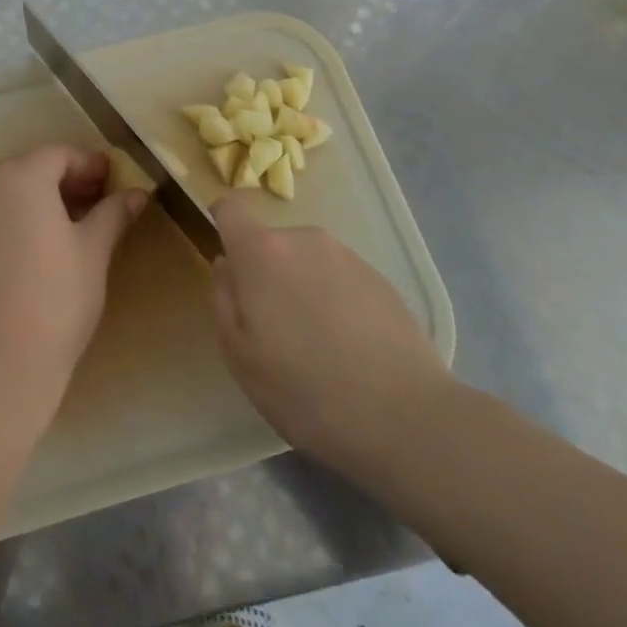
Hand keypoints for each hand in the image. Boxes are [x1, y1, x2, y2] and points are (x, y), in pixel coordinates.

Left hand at [0, 146, 146, 409]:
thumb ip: (113, 214)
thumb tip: (136, 193)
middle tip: (100, 199)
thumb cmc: (56, 297)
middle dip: (68, 179)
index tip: (114, 179)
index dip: (90, 164)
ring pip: (11, 192)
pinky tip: (42, 244)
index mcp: (21, 177)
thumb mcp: (93, 251)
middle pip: (32, 169)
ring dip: (43, 198)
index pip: (59, 155)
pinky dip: (20, 217)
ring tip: (75, 223)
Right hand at [210, 195, 454, 484]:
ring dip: (302, 289)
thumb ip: (224, 300)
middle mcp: (304, 239)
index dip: (221, 224)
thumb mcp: (240, 356)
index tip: (227, 262)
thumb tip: (227, 265)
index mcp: (262, 252)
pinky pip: (340, 279)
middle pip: (271, 244)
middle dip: (266, 275)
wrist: (405, 418)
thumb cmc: (305, 390)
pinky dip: (335, 302)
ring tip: (318, 347)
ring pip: (307, 262)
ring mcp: (347, 256)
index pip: (230, 208)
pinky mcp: (381, 279)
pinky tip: (350, 350)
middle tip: (275, 331)